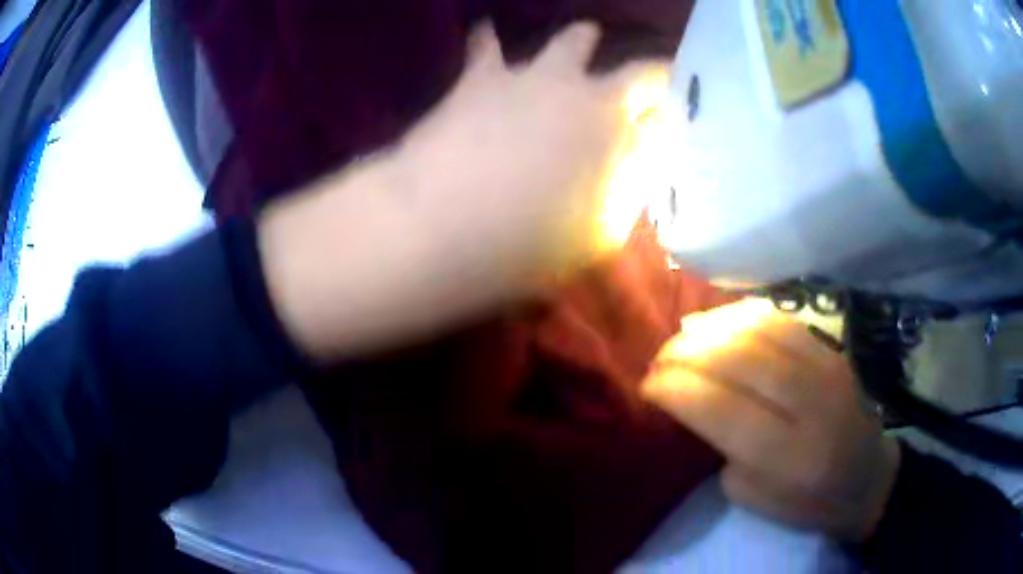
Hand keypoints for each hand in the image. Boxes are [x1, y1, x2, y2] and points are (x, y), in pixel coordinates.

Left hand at [258, 22, 664, 360]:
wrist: (447, 225)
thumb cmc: (529, 247)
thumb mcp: (597, 238)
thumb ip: (622, 197)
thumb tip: (631, 174)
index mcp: (627, 143)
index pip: (669, 123)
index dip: (675, 123)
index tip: (675, 128)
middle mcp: (595, 97)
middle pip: (642, 72)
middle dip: (653, 77)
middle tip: (651, 83)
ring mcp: (540, 76)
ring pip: (577, 40)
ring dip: (584, 40)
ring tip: (588, 35)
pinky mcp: (487, 75)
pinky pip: (488, 46)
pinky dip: (488, 41)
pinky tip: (484, 30)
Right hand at [642, 300, 900, 541]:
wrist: (868, 477)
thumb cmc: (809, 501)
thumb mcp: (755, 498)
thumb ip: (724, 450)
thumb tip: (696, 401)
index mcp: (789, 457)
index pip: (722, 409)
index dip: (677, 389)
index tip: (649, 385)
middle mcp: (811, 405)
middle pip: (739, 360)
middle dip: (687, 353)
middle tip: (660, 357)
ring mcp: (827, 369)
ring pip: (760, 330)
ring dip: (712, 328)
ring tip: (683, 335)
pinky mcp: (833, 350)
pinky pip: (782, 320)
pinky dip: (744, 314)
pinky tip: (721, 321)